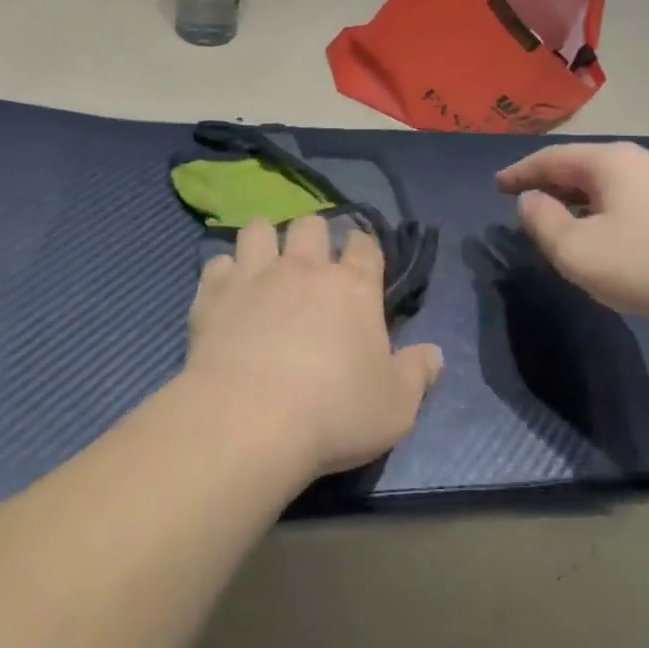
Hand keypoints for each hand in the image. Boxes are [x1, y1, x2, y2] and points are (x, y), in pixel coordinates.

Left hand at [184, 217, 443, 479]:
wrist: (249, 422)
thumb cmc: (334, 413)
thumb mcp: (395, 406)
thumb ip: (418, 375)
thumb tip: (435, 354)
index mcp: (353, 288)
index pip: (365, 245)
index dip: (364, 247)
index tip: (361, 259)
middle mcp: (304, 269)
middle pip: (310, 225)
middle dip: (313, 236)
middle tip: (311, 263)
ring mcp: (255, 276)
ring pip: (259, 230)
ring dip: (265, 240)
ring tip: (265, 263)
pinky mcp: (213, 295)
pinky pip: (217, 263)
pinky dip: (224, 273)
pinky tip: (227, 292)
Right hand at [496, 143, 648, 325]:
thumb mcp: (577, 250)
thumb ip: (542, 222)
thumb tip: (531, 200)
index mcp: (608, 162)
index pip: (550, 159)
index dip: (519, 172)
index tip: (496, 186)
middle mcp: (637, 163)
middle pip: (578, 168)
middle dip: (547, 185)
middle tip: (521, 204)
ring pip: (603, 188)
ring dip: (574, 203)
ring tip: (554, 223)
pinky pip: (624, 204)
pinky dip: (599, 215)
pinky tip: (599, 240)